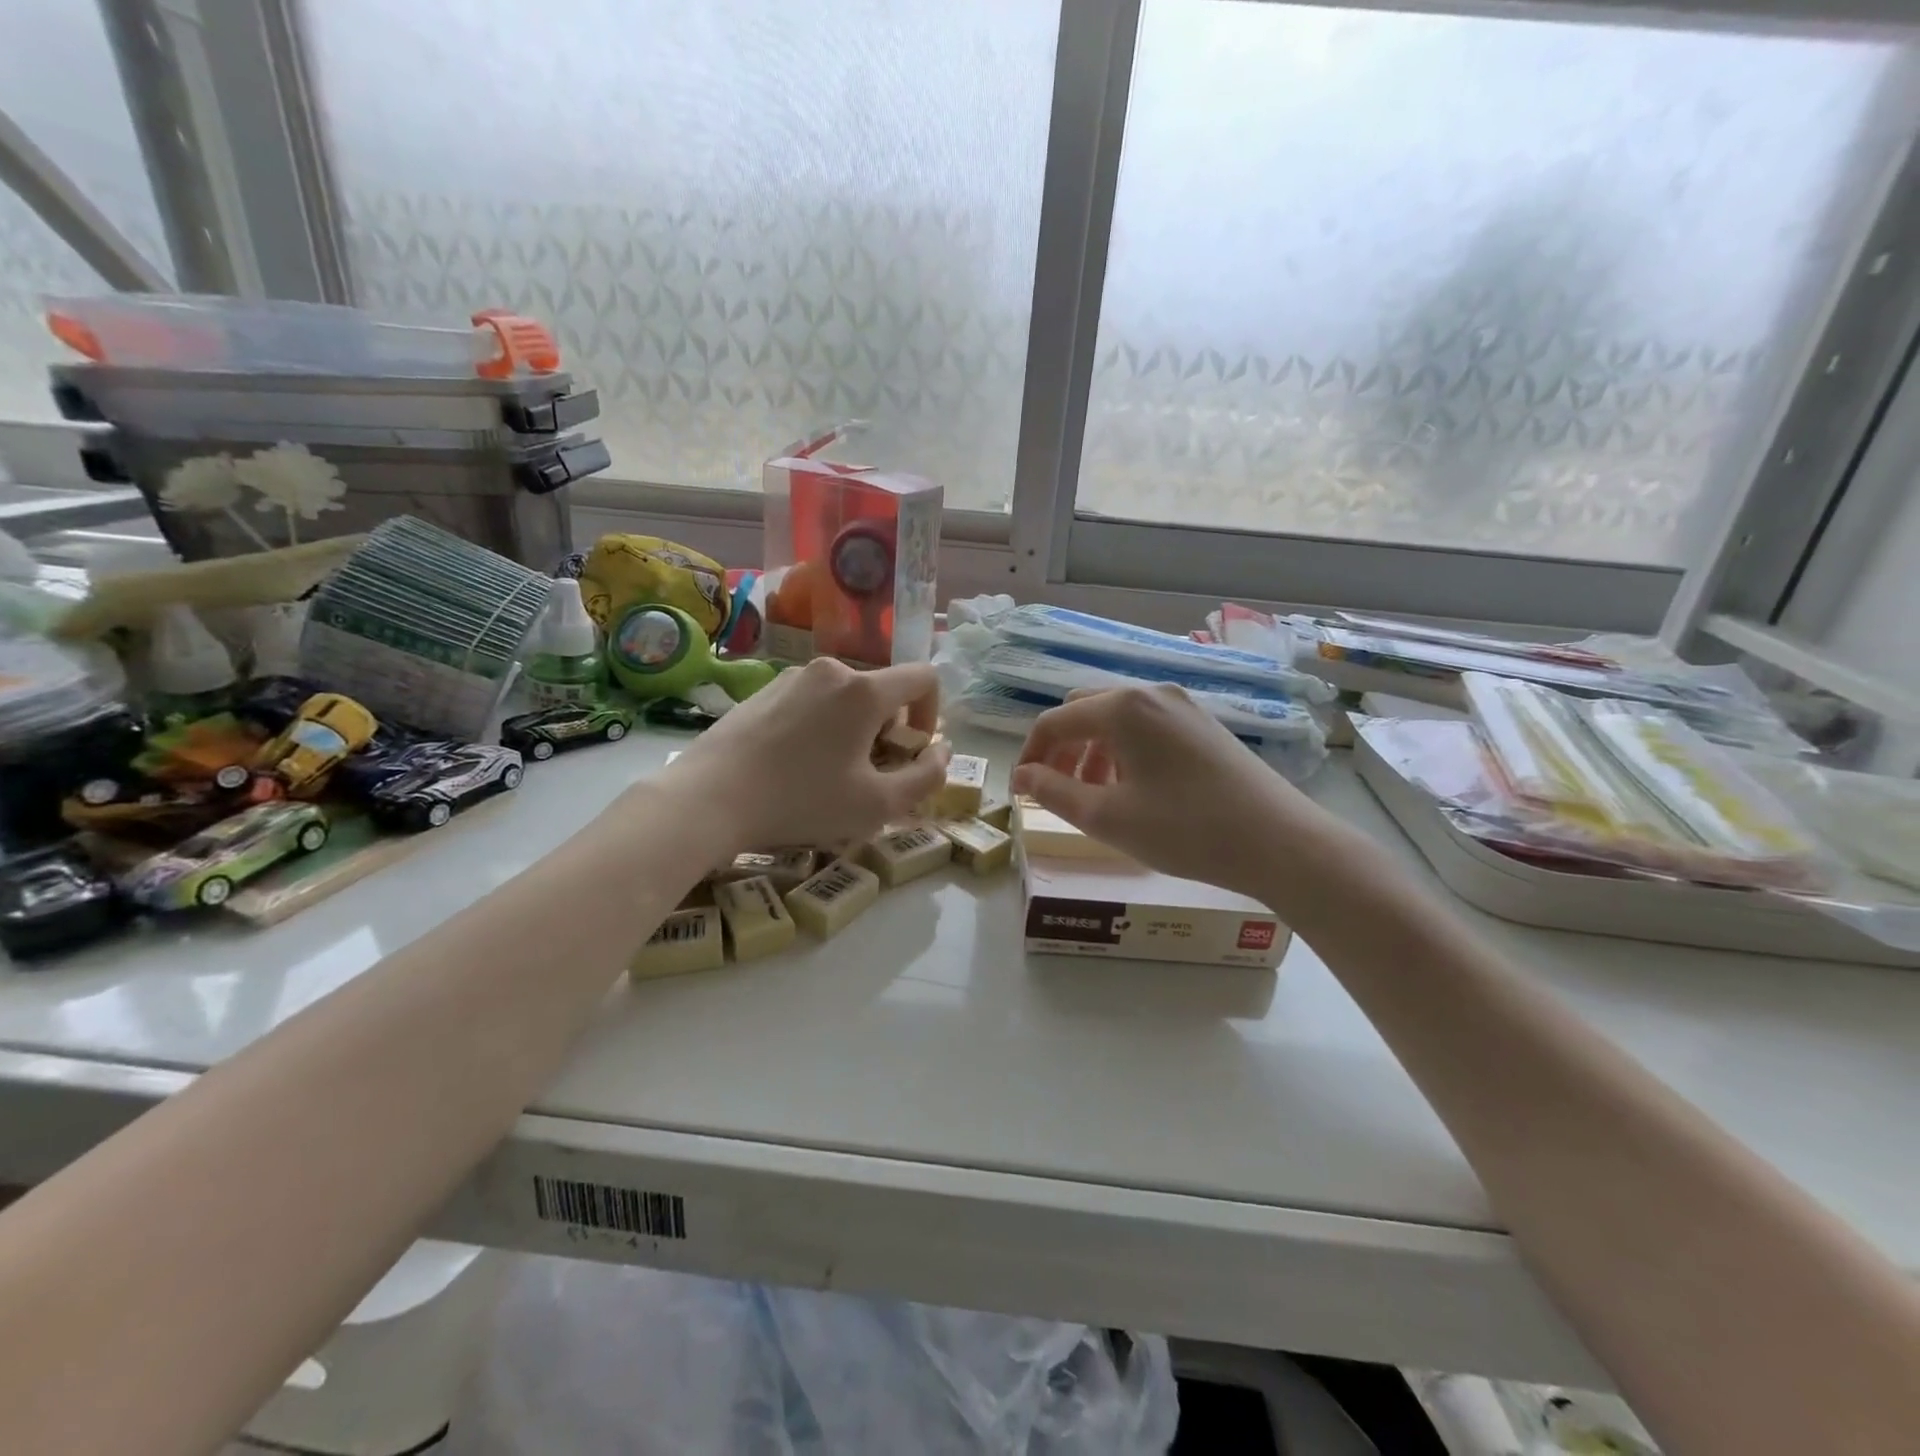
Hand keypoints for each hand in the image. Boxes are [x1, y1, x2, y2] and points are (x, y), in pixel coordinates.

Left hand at [659, 657, 948, 857]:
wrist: (707, 799)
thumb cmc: (801, 801)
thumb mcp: (877, 804)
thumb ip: (926, 777)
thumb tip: (942, 752)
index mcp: (864, 689)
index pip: (924, 677)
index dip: (933, 713)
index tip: (914, 750)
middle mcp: (831, 670)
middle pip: (882, 690)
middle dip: (890, 730)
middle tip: (871, 774)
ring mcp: (791, 677)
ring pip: (845, 697)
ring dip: (855, 730)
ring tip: (831, 774)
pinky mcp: (762, 691)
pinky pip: (811, 702)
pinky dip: (822, 727)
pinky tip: (795, 766)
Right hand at [1012, 685, 1310, 898]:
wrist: (1280, 841)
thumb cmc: (1184, 829)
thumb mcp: (1107, 817)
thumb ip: (1053, 791)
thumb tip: (1021, 775)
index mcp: (1121, 707)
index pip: (1053, 721)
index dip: (1030, 755)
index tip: (1021, 791)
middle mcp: (1150, 694)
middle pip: (1084, 711)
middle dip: (1062, 750)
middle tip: (1057, 791)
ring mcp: (1182, 707)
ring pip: (1116, 720)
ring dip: (1092, 751)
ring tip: (1094, 796)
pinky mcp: (1203, 725)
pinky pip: (1146, 728)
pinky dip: (1124, 752)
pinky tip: (1134, 790)